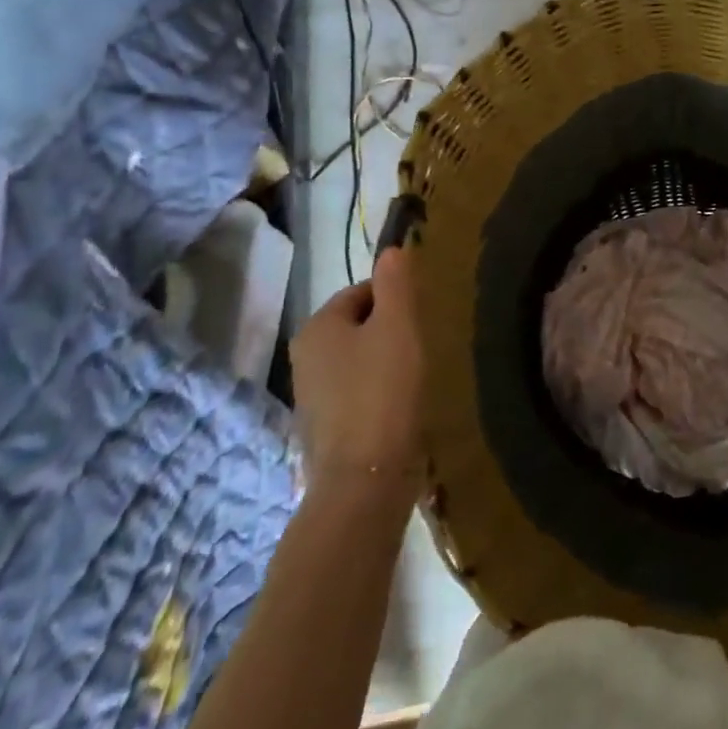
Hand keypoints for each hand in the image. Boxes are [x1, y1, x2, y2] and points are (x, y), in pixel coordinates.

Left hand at [289, 247, 424, 501]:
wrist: (364, 479)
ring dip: (385, 361)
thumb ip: (396, 284)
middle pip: (357, 326)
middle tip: (422, 345)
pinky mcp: (325, 428)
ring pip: (357, 360)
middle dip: (389, 330)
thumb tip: (393, 249)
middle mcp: (304, 357)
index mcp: (317, 327)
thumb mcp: (398, 327)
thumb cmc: (383, 391)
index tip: (421, 318)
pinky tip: (401, 406)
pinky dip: (379, 392)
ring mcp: (311, 396)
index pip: (360, 292)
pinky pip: (356, 392)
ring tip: (416, 375)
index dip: (394, 298)